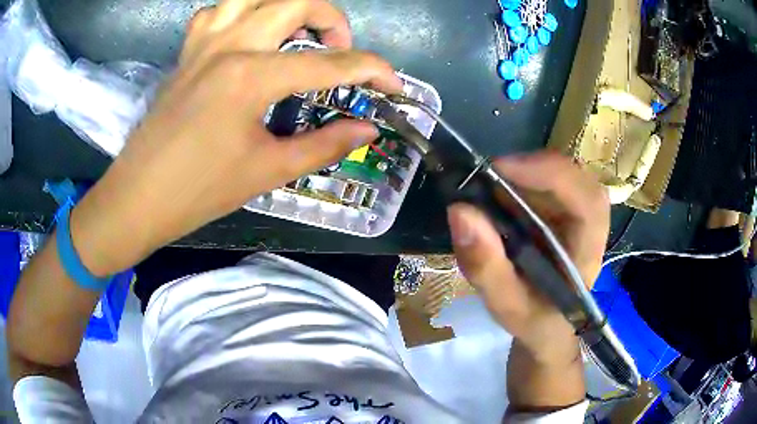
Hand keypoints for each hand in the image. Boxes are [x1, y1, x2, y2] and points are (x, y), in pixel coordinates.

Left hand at [69, 0, 402, 275]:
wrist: (139, 198)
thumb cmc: (199, 192)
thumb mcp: (267, 171)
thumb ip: (324, 145)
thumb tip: (367, 130)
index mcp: (252, 77)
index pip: (330, 64)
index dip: (372, 71)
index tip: (393, 83)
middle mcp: (230, 45)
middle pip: (297, 1)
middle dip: (333, 20)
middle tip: (339, 50)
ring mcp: (204, 43)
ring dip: (286, 6)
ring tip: (297, 32)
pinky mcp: (187, 51)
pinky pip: (218, 10)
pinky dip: (241, 12)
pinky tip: (248, 33)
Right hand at [447, 152, 608, 364]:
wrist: (548, 325)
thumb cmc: (534, 321)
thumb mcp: (506, 305)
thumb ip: (485, 266)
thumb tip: (459, 211)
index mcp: (587, 252)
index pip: (588, 201)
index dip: (551, 176)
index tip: (501, 170)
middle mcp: (590, 225)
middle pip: (575, 176)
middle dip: (530, 169)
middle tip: (485, 177)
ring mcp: (578, 213)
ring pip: (559, 173)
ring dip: (522, 174)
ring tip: (486, 189)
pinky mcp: (564, 210)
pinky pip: (547, 182)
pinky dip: (519, 181)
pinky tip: (497, 196)